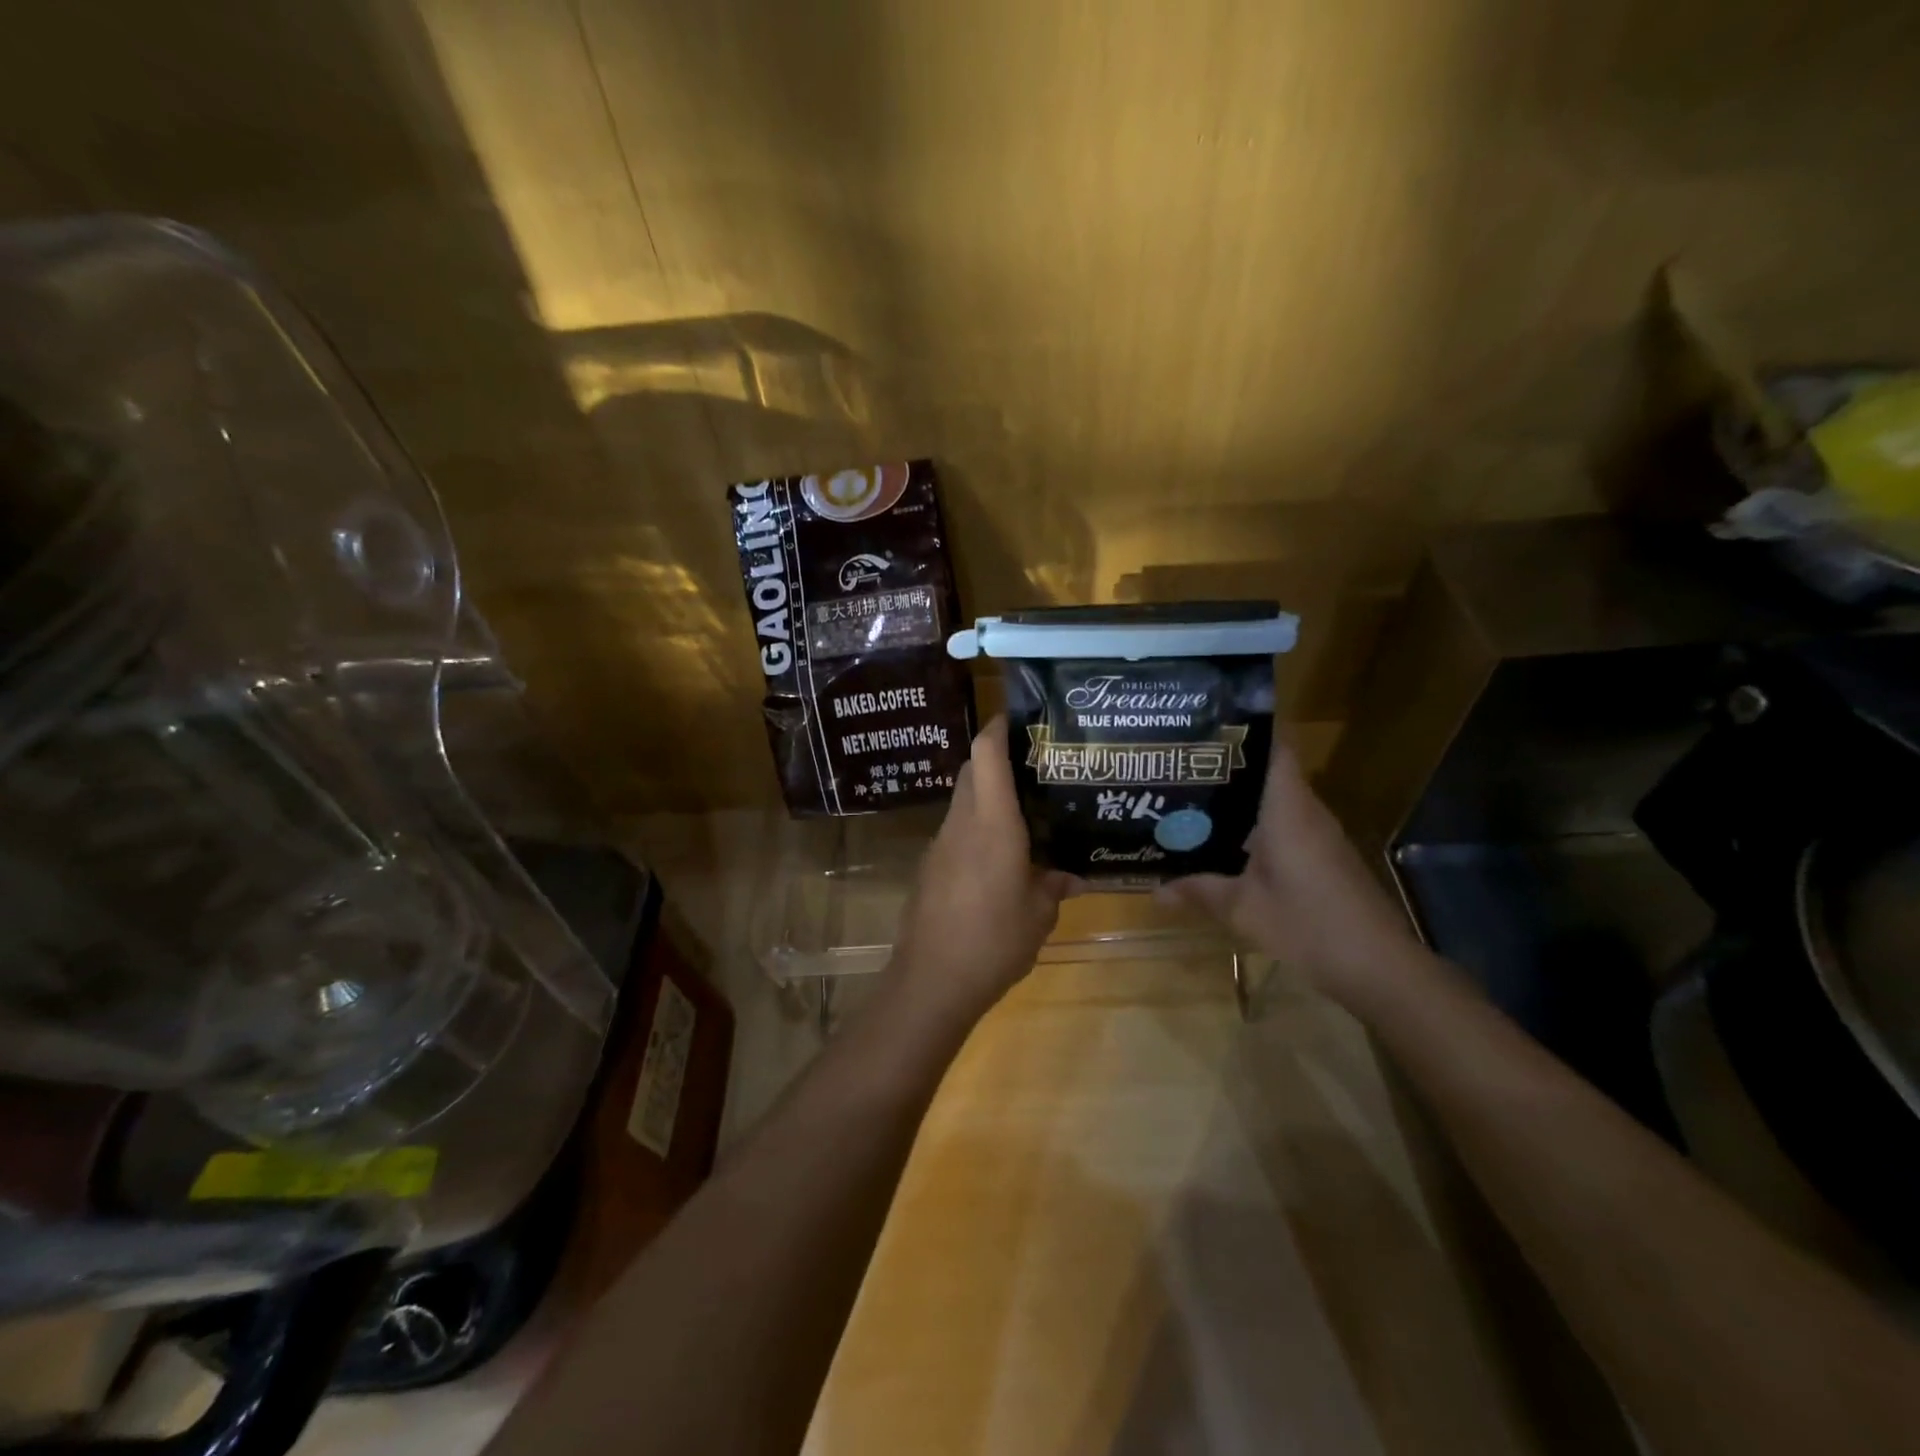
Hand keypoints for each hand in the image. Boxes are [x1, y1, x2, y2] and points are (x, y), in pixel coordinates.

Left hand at [891, 716, 1076, 1020]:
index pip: (985, 754)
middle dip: (997, 761)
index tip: (1020, 718)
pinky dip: (976, 830)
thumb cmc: (994, 940)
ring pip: (963, 802)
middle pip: (971, 771)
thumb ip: (1055, 884)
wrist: (931, 980)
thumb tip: (1073, 873)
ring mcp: (940, 845)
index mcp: (991, 822)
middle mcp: (961, 823)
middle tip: (1035, 769)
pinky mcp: (929, 868)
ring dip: (987, 798)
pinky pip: (956, 833)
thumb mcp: (1040, 914)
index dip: (998, 727)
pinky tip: (999, 858)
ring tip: (1024, 813)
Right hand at [1158, 743, 1417, 1007]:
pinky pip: (1286, 825)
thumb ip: (1199, 891)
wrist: (1379, 967)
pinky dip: (1256, 825)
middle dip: (1229, 765)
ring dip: (1241, 798)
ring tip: (1193, 797)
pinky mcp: (1325, 858)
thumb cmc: (1308, 925)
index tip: (1207, 722)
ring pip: (1277, 801)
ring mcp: (1320, 836)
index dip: (1246, 729)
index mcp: (1288, 809)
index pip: (1275, 747)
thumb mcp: (1243, 910)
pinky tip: (1225, 841)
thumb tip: (1156, 889)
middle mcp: (1307, 812)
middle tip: (1182, 764)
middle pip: (1270, 772)